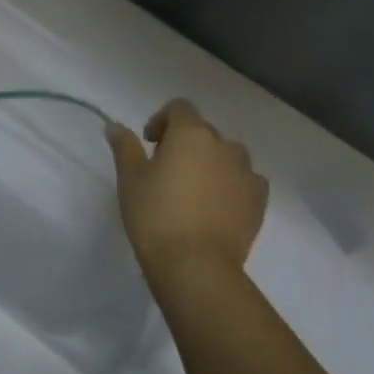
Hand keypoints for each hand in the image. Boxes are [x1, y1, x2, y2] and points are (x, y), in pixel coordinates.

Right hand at [106, 98, 268, 284]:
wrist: (195, 265)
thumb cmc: (156, 216)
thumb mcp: (130, 179)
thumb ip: (125, 147)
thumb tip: (115, 126)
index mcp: (191, 133)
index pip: (179, 108)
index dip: (162, 120)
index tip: (148, 144)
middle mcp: (223, 145)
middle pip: (203, 132)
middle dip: (185, 143)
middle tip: (166, 172)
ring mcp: (246, 172)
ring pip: (228, 155)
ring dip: (212, 162)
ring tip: (195, 190)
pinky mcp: (259, 200)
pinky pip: (247, 181)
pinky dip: (233, 185)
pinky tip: (219, 206)